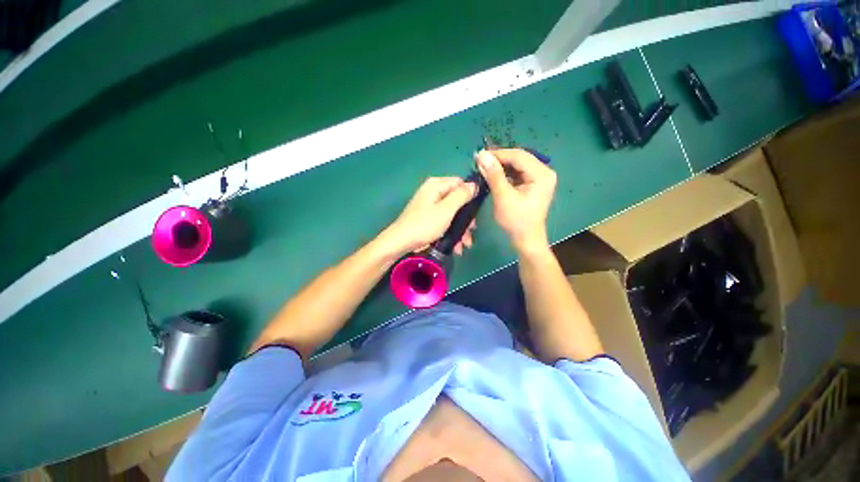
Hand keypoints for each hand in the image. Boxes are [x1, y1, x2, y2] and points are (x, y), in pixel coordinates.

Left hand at [380, 177, 476, 255]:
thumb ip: (461, 196)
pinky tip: (456, 246)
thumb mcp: (446, 209)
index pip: (460, 183)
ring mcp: (430, 205)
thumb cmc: (424, 224)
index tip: (476, 212)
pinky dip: (451, 232)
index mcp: (436, 185)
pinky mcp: (428, 217)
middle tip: (471, 232)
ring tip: (464, 245)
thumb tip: (474, 185)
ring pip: (452, 213)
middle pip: (457, 201)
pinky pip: (444, 221)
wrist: (401, 242)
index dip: (471, 196)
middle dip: (465, 219)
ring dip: (460, 229)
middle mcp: (433, 192)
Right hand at [476, 148, 556, 251]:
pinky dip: (504, 173)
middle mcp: (544, 172)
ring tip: (483, 167)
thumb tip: (481, 155)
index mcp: (541, 174)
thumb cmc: (516, 220)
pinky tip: (493, 175)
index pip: (518, 156)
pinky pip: (517, 173)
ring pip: (517, 165)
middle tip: (479, 161)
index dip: (498, 154)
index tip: (479, 155)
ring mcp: (539, 178)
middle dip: (498, 159)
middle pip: (519, 159)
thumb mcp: (503, 197)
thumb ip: (493, 175)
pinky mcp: (532, 184)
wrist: (525, 239)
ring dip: (500, 166)